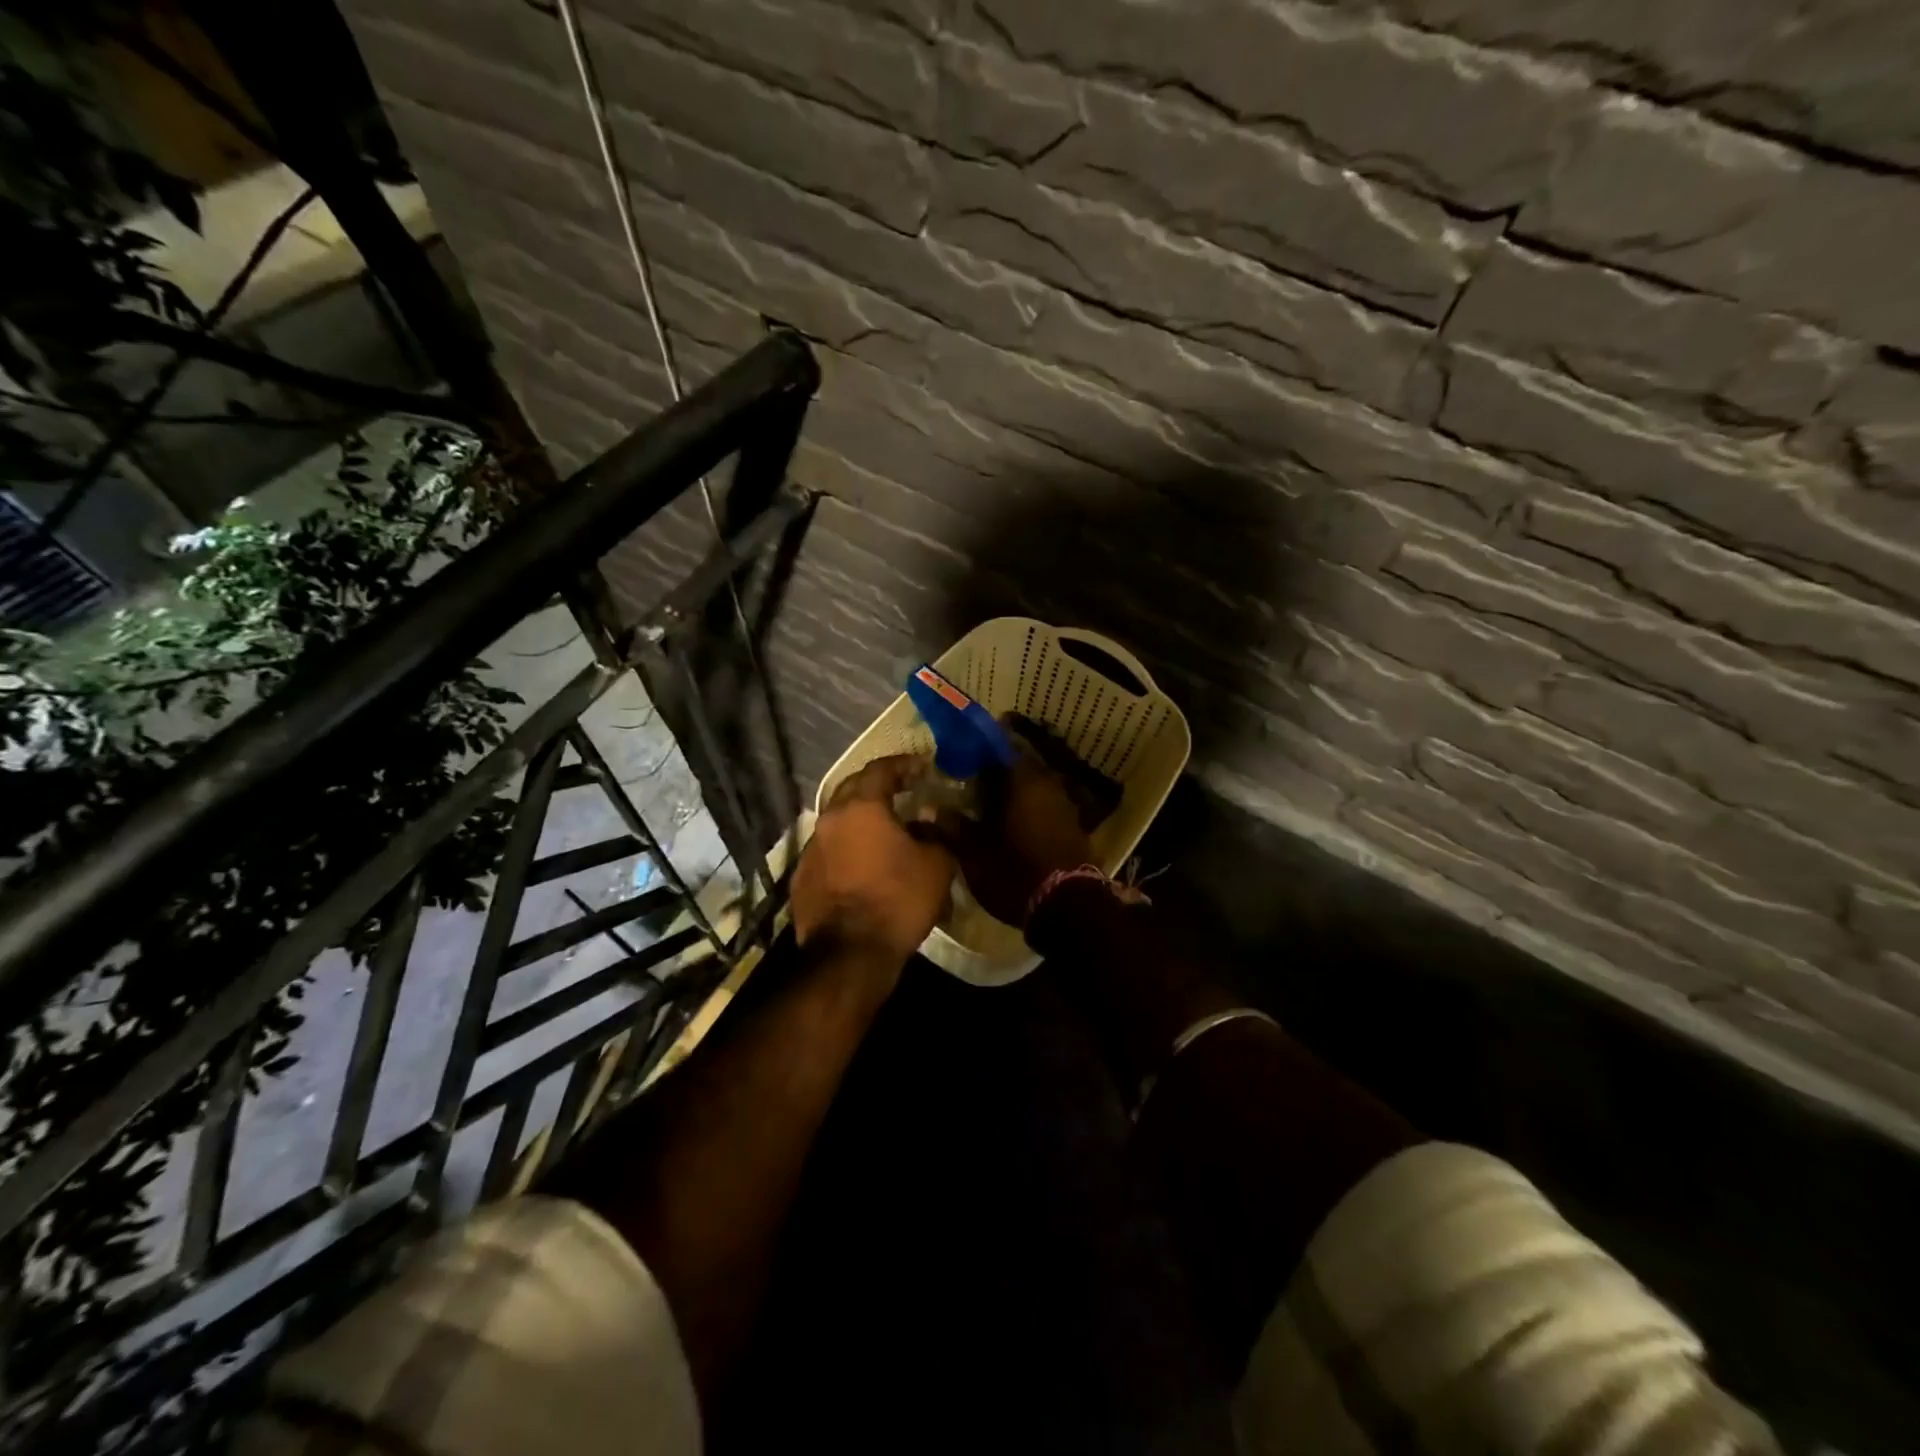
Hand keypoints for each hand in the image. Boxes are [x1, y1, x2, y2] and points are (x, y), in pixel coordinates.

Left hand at [792, 754, 955, 968]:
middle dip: (878, 785)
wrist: (850, 955)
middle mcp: (830, 820)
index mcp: (861, 807)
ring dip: (860, 819)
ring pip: (838, 821)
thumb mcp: (936, 865)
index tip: (922, 766)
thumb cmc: (898, 901)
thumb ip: (936, 833)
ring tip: (884, 829)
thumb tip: (928, 820)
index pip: (881, 769)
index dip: (904, 764)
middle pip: (853, 789)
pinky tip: (863, 863)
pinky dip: (847, 849)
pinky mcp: (802, 878)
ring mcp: (811, 850)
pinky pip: (829, 851)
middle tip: (902, 790)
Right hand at [943, 744, 1092, 927]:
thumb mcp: (974, 853)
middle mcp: (1047, 783)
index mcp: (1023, 779)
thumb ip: (950, 827)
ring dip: (1010, 793)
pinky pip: (1043, 806)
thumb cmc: (1015, 872)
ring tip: (985, 805)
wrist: (1068, 908)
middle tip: (968, 782)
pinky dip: (1026, 809)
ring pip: (1031, 787)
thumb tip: (925, 811)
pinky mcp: (1072, 827)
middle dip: (993, 773)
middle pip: (1016, 767)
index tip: (958, 755)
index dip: (977, 749)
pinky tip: (1009, 824)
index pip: (999, 747)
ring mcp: (1064, 805)